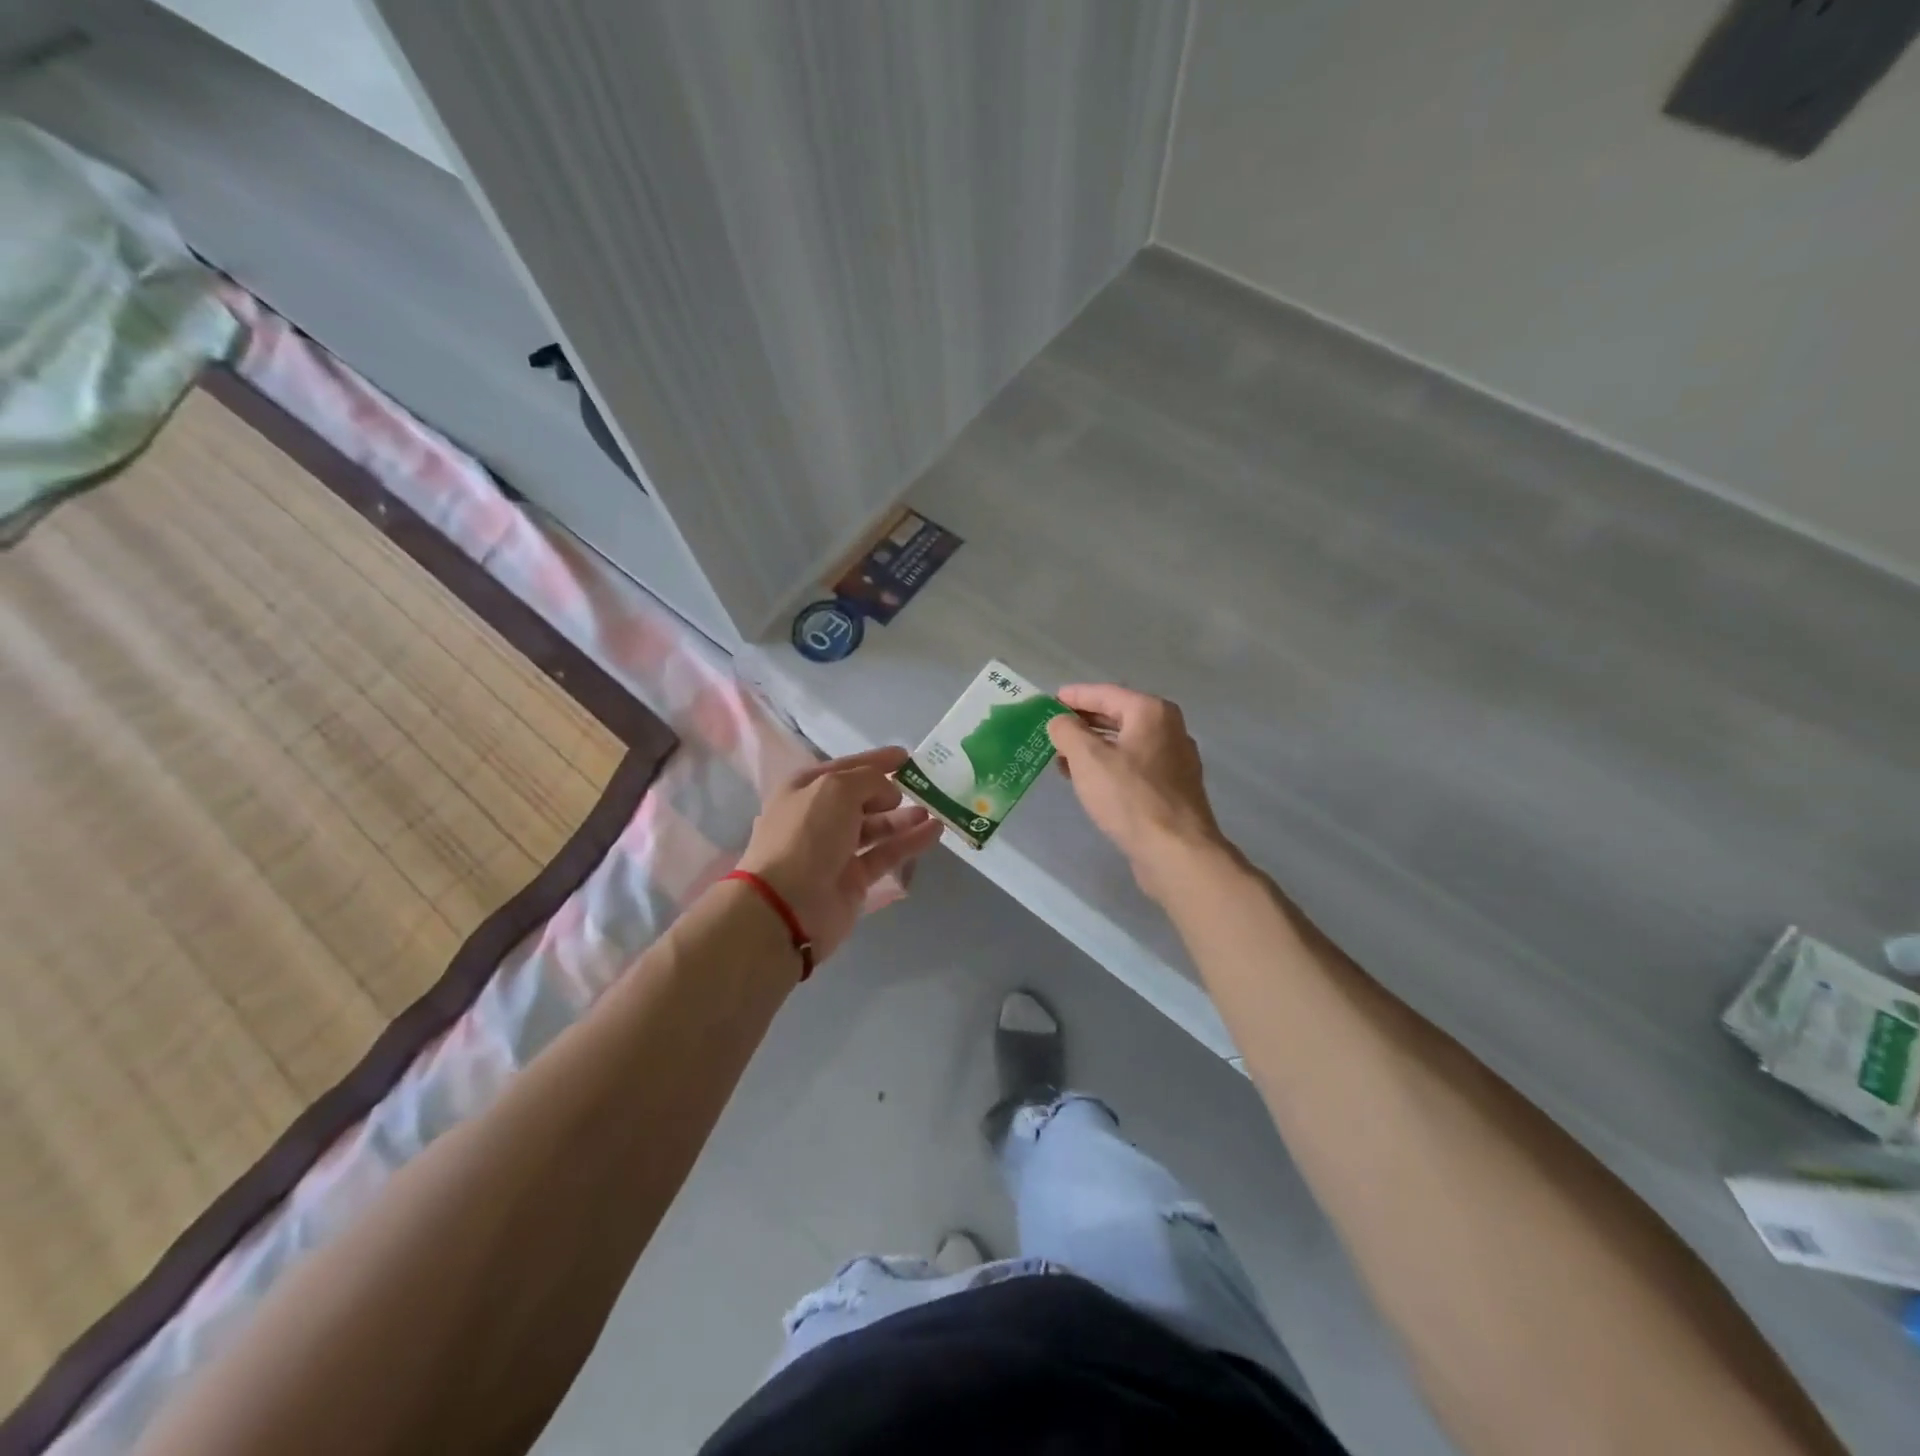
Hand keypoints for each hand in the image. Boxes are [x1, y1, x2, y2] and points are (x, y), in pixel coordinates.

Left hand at [733, 746, 943, 964]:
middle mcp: (818, 817)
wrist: (788, 905)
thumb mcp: (836, 788)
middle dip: (890, 791)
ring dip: (903, 817)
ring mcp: (835, 850)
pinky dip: (909, 842)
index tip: (906, 756)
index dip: (875, 760)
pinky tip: (934, 831)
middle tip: (921, 787)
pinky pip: (886, 853)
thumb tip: (888, 793)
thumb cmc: (807, 834)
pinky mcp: (854, 879)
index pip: (845, 767)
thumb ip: (869, 779)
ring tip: (932, 810)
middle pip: (860, 798)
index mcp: (804, 789)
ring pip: (876, 827)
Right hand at [1047, 684, 1231, 897]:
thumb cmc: (1130, 797)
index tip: (1049, 700)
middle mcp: (1169, 729)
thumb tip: (1060, 722)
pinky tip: (1089, 782)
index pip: (1105, 693)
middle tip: (1053, 729)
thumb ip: (1067, 731)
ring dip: (1094, 747)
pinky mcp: (1173, 788)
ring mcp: (1175, 760)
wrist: (1176, 851)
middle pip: (1118, 716)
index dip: (1074, 696)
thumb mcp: (1088, 758)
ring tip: (1063, 758)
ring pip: (1126, 743)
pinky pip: (1135, 766)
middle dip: (1083, 723)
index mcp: (1151, 712)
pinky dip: (1110, 767)